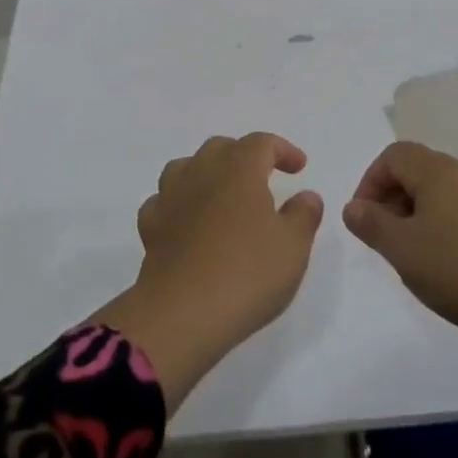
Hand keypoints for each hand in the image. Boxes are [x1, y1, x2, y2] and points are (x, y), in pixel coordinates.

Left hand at [94, 132, 324, 411]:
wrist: (182, 315)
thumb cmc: (247, 274)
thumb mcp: (293, 247)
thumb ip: (304, 215)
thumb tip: (307, 196)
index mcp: (239, 169)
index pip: (261, 143)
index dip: (282, 150)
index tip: (299, 167)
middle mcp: (202, 173)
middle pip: (221, 148)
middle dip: (243, 156)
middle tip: (262, 178)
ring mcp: (171, 199)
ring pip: (185, 167)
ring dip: (205, 173)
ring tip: (221, 193)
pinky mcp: (150, 228)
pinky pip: (162, 202)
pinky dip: (177, 204)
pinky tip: (187, 222)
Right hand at [345, 140, 457, 445]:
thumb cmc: (457, 269)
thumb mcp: (401, 249)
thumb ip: (371, 223)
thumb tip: (353, 207)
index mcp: (438, 171)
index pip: (394, 155)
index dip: (371, 181)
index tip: (364, 218)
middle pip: (418, 168)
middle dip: (393, 197)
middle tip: (385, 237)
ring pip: (442, 189)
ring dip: (418, 211)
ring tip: (413, 251)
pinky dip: (444, 222)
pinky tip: (446, 259)